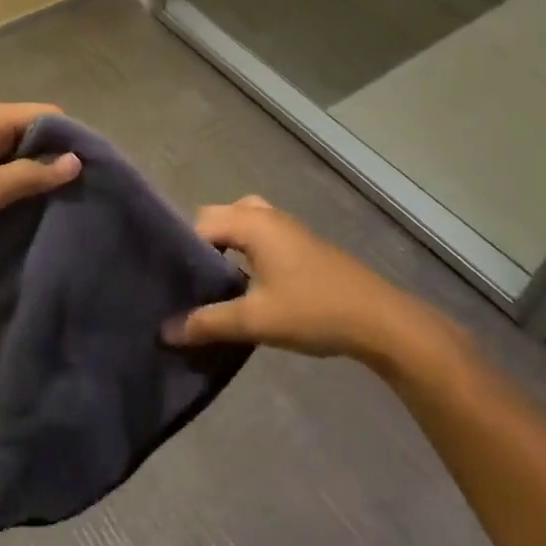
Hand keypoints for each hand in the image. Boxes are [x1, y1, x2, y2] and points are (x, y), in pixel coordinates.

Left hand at [0, 102, 81, 256]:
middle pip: (31, 130)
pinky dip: (10, 177)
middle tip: (78, 193)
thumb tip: (75, 159)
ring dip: (32, 170)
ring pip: (13, 147)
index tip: (92, 173)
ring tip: (57, 203)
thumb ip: (30, 175)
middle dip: (54, 157)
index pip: (48, 115)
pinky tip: (20, 204)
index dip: (72, 139)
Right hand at [162, 197, 463, 373]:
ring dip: (223, 248)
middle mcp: (264, 214)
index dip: (180, 249)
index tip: (169, 280)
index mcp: (250, 221)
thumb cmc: (313, 311)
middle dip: (199, 247)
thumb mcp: (255, 320)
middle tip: (188, 283)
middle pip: (216, 218)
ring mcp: (285, 226)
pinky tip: (243, 285)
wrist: (380, 321)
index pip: (197, 223)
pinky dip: (243, 250)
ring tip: (212, 284)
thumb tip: (165, 331)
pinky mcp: (299, 242)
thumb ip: (208, 322)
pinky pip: (257, 234)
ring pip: (239, 225)